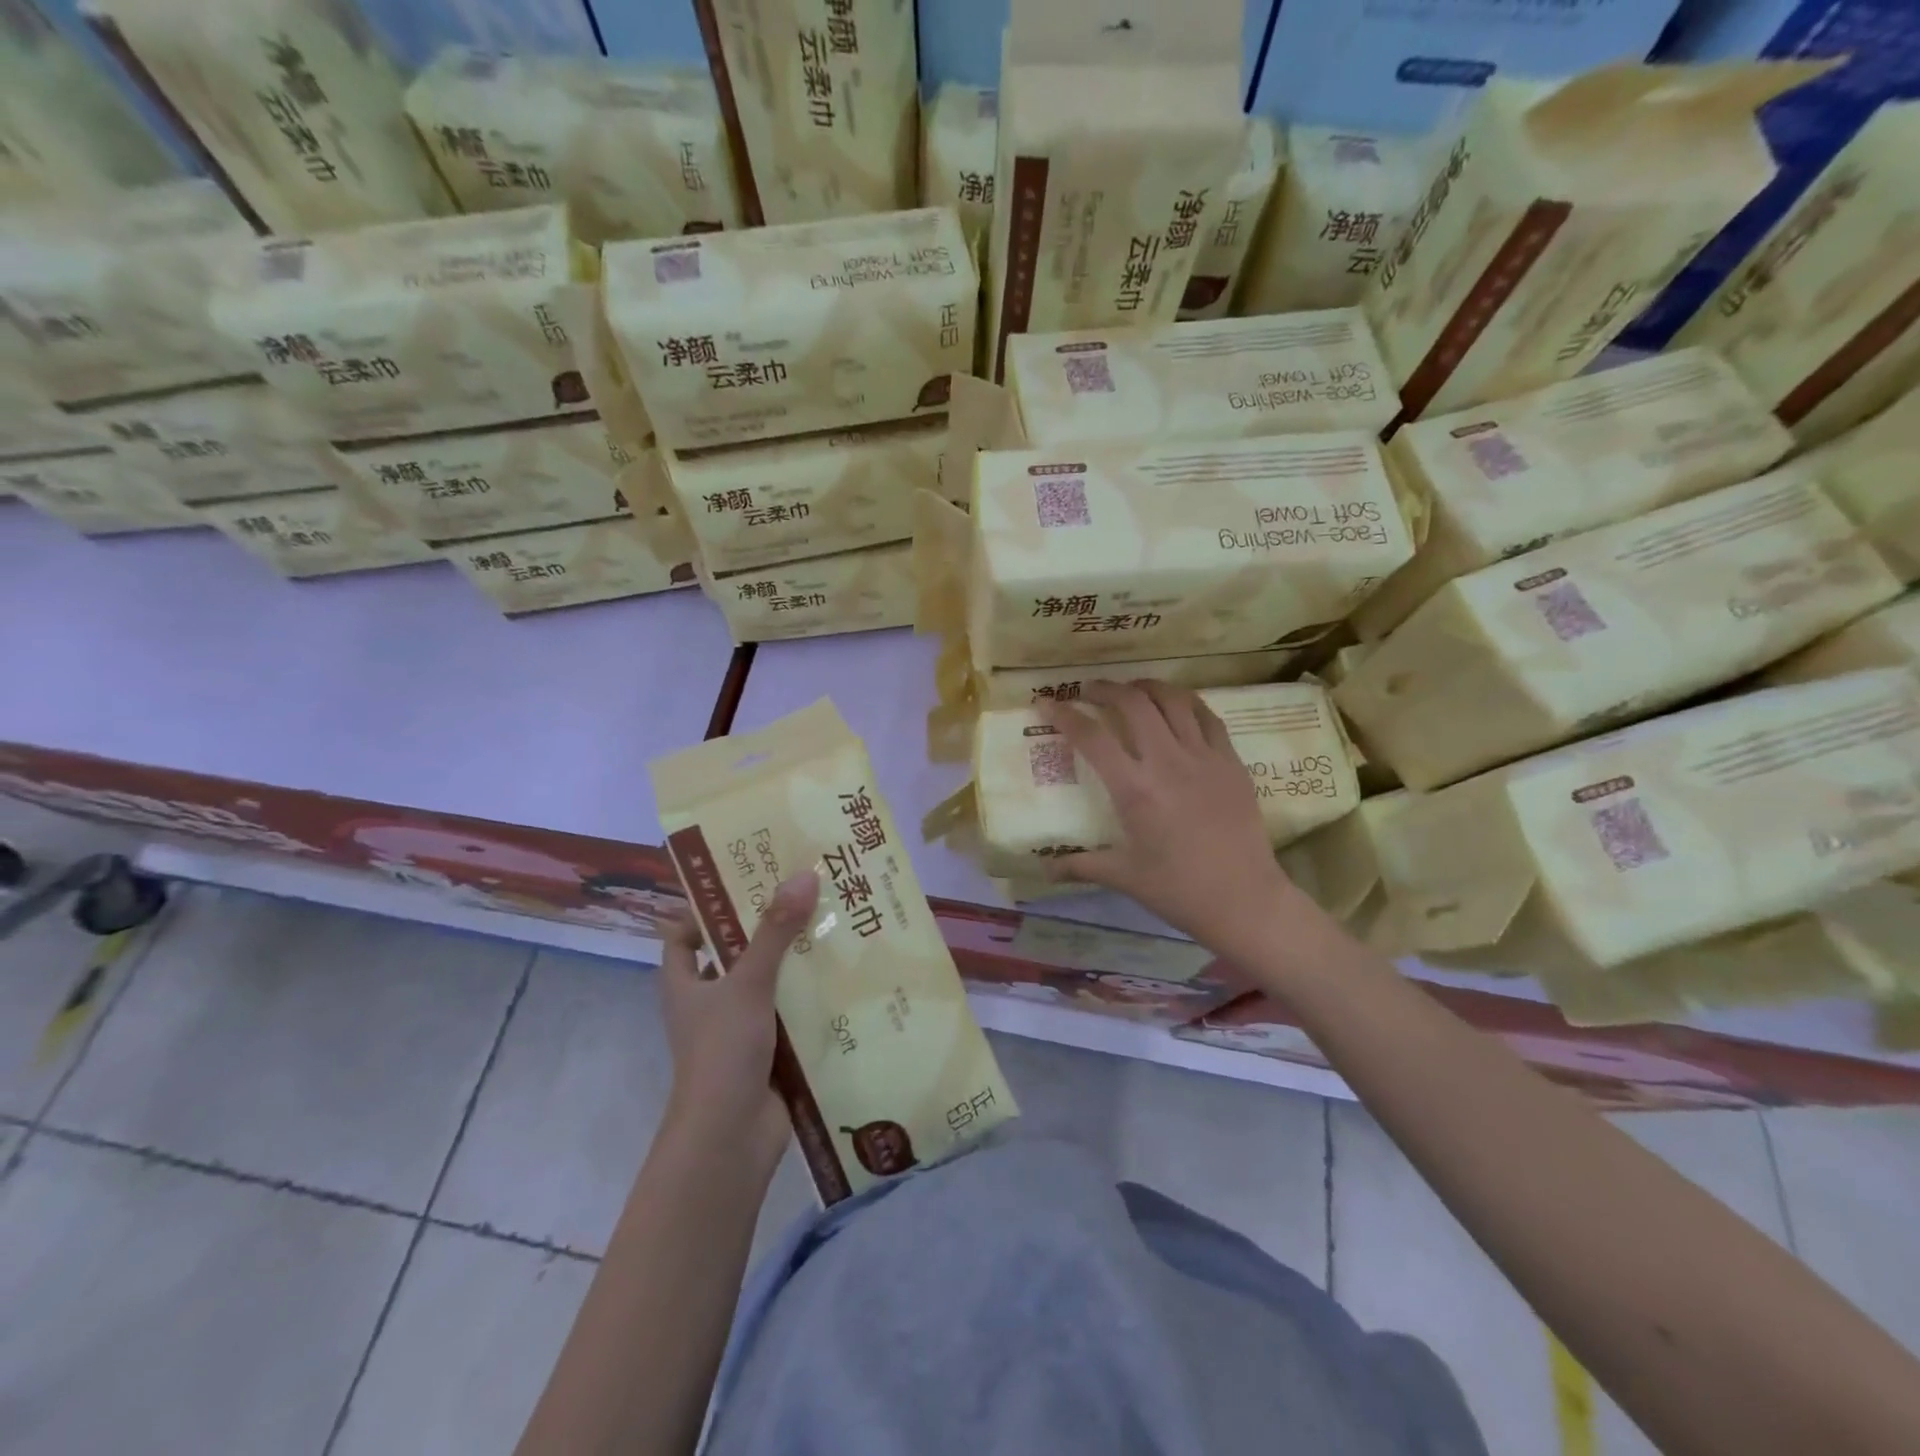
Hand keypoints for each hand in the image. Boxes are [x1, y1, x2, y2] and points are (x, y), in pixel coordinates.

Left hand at [657, 871, 818, 1176]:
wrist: (730, 1139)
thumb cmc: (722, 1052)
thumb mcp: (748, 983)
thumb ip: (776, 931)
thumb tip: (804, 875)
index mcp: (686, 985)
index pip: (683, 936)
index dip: (705, 909)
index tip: (745, 883)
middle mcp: (710, 1004)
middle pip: (736, 954)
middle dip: (769, 929)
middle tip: (806, 895)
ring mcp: (740, 1030)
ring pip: (770, 984)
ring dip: (797, 962)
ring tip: (835, 926)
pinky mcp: (770, 1051)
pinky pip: (793, 1015)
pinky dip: (813, 998)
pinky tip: (846, 977)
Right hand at [1044, 682, 1300, 959]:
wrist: (1244, 899)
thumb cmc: (1178, 890)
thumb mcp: (1124, 876)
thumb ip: (1080, 865)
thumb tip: (1044, 869)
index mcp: (1135, 789)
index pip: (1091, 737)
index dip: (1064, 714)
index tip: (1046, 701)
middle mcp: (1167, 762)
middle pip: (1133, 703)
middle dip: (1105, 689)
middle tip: (1089, 691)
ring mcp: (1204, 757)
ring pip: (1173, 700)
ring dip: (1146, 686)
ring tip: (1131, 689)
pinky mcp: (1231, 761)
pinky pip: (1207, 716)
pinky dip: (1186, 702)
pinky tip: (1175, 704)